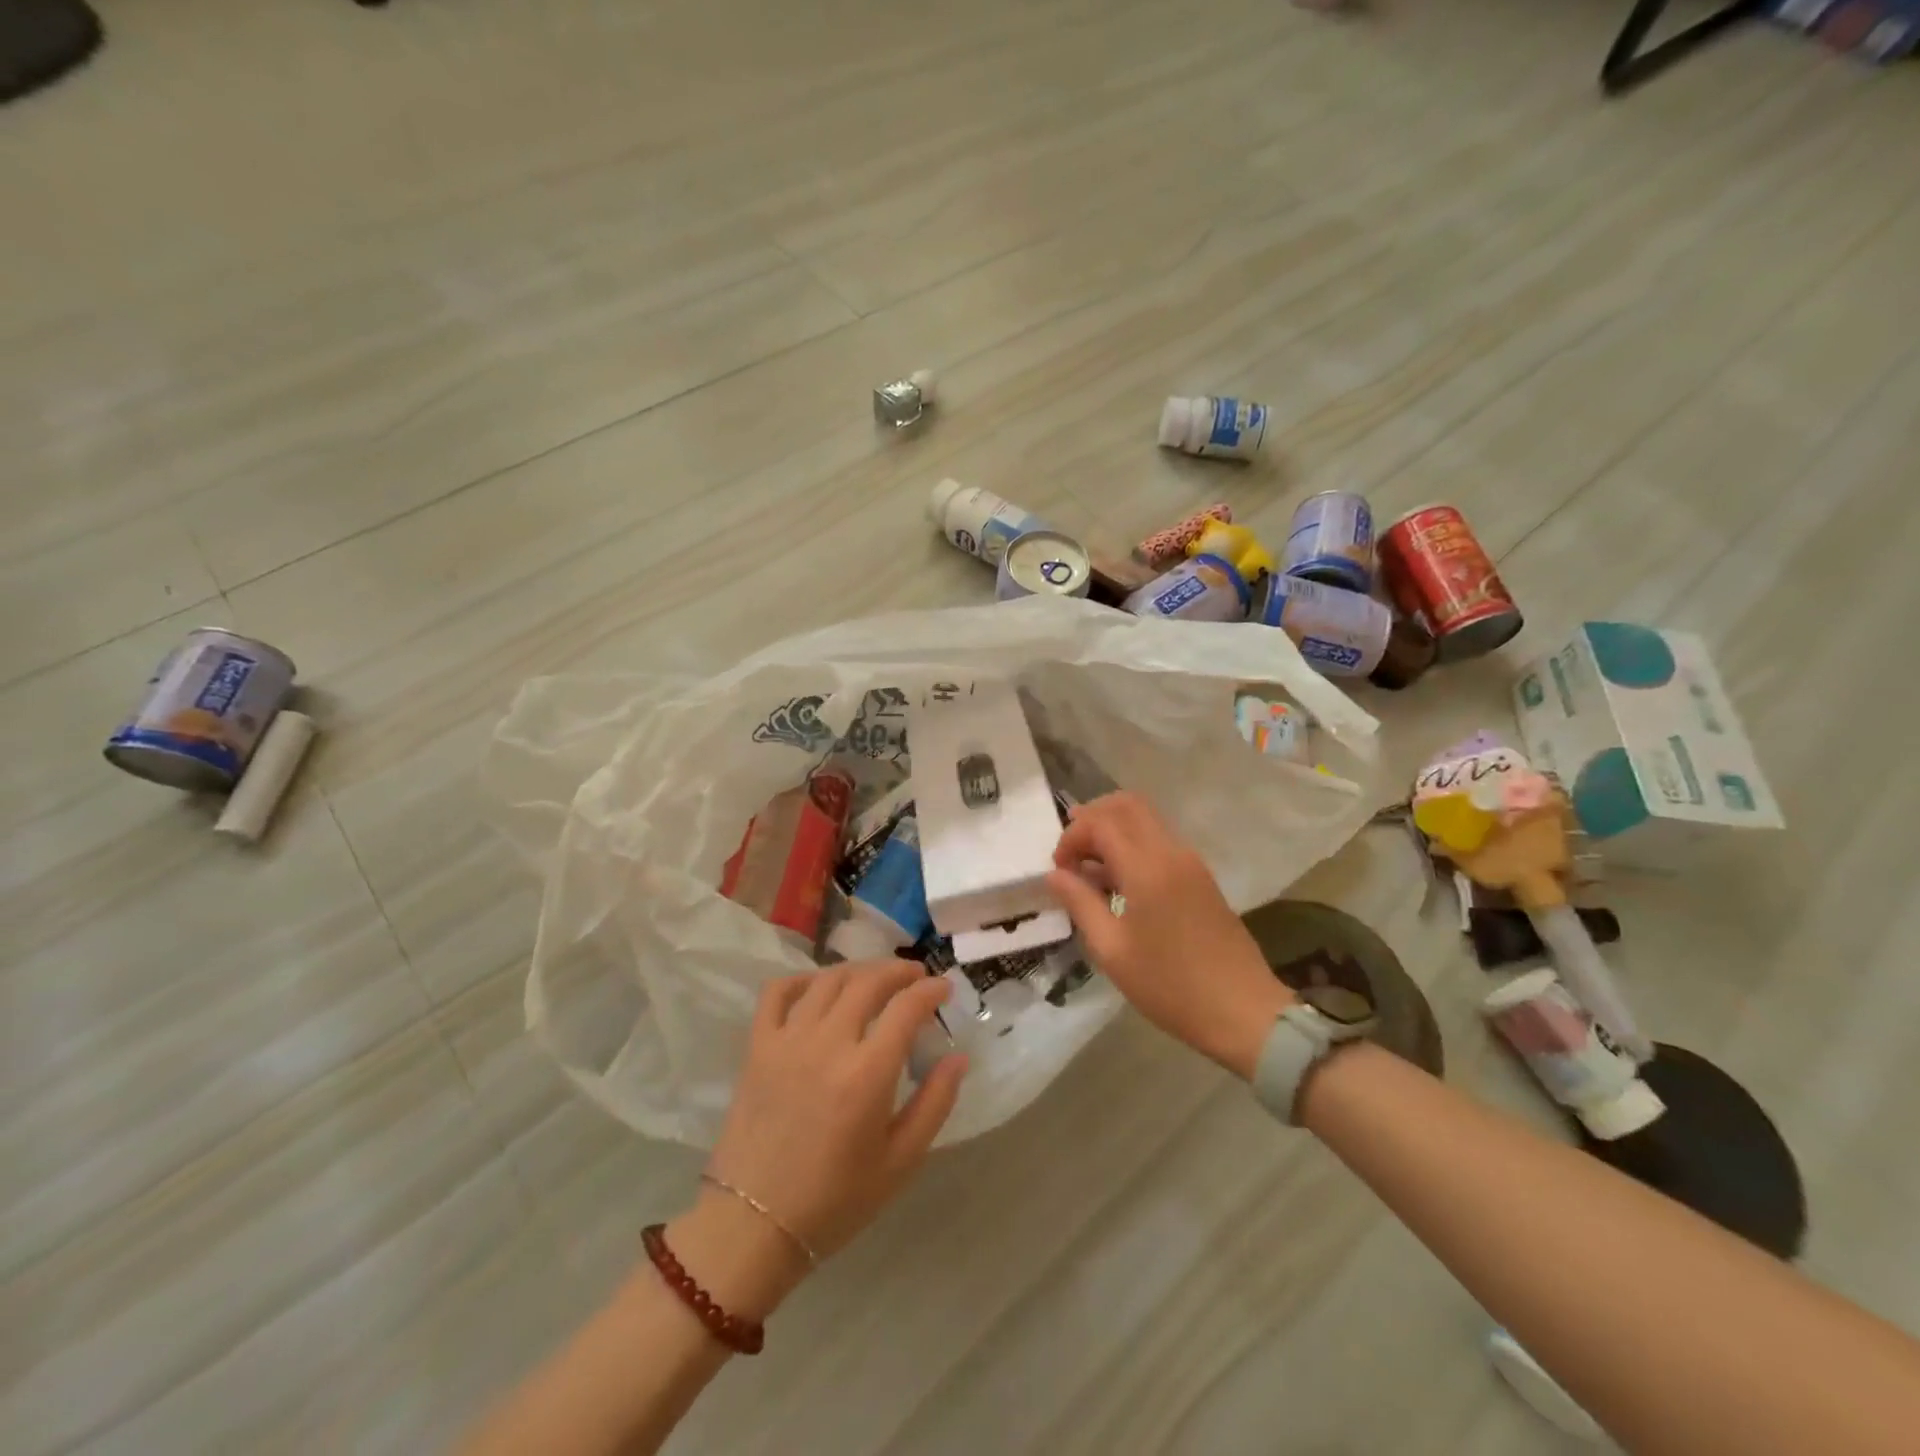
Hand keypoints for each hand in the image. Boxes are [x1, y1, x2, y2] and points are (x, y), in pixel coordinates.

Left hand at [705, 960, 967, 1265]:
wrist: (753, 1225)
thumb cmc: (835, 1200)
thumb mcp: (900, 1162)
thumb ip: (935, 1103)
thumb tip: (959, 1058)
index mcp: (867, 1073)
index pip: (906, 1007)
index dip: (930, 991)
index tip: (944, 989)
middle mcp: (828, 1043)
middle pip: (868, 982)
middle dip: (899, 971)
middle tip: (916, 977)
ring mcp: (788, 1040)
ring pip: (828, 980)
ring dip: (859, 970)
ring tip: (876, 979)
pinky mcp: (757, 1046)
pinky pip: (778, 992)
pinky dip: (802, 979)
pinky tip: (819, 988)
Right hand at [1046, 791, 1293, 1078]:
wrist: (1244, 1012)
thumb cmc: (1170, 985)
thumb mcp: (1112, 950)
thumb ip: (1080, 903)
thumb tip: (1055, 874)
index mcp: (1147, 867)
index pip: (1100, 823)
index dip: (1071, 837)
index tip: (1058, 870)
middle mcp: (1171, 852)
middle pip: (1127, 805)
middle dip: (1092, 819)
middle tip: (1072, 852)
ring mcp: (1191, 862)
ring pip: (1145, 820)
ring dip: (1114, 831)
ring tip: (1091, 871)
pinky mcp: (1201, 878)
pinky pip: (1160, 842)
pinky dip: (1133, 846)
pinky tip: (1119, 884)